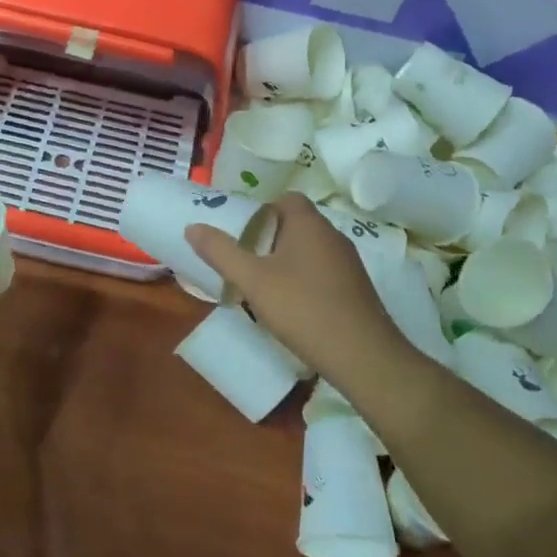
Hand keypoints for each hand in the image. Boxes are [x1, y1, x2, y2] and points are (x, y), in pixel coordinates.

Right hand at [184, 193, 402, 383]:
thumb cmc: (303, 308)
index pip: (286, 199)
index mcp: (309, 224)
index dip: (263, 211)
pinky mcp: (356, 289)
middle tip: (247, 262)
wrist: (363, 356)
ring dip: (287, 262)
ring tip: (264, 287)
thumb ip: (221, 252)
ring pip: (310, 250)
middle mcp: (333, 236)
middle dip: (270, 239)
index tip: (244, 235)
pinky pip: (324, 272)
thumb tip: (192, 226)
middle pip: (297, 224)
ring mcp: (349, 264)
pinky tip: (293, 307)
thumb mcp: (252, 280)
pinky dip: (305, 281)